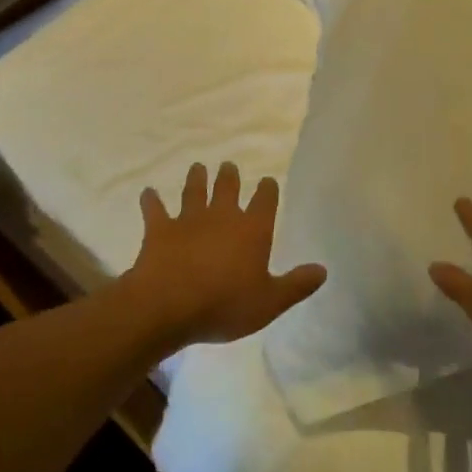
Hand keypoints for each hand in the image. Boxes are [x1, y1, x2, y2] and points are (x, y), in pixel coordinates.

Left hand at [121, 162, 324, 349]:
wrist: (168, 305)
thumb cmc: (225, 305)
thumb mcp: (270, 302)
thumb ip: (296, 285)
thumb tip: (323, 270)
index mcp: (252, 230)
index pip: (265, 201)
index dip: (268, 190)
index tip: (268, 181)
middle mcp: (222, 216)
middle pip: (227, 188)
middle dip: (230, 176)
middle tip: (228, 166)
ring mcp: (188, 220)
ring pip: (194, 191)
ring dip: (196, 179)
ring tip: (198, 167)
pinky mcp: (159, 230)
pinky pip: (155, 210)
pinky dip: (151, 200)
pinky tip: (148, 192)